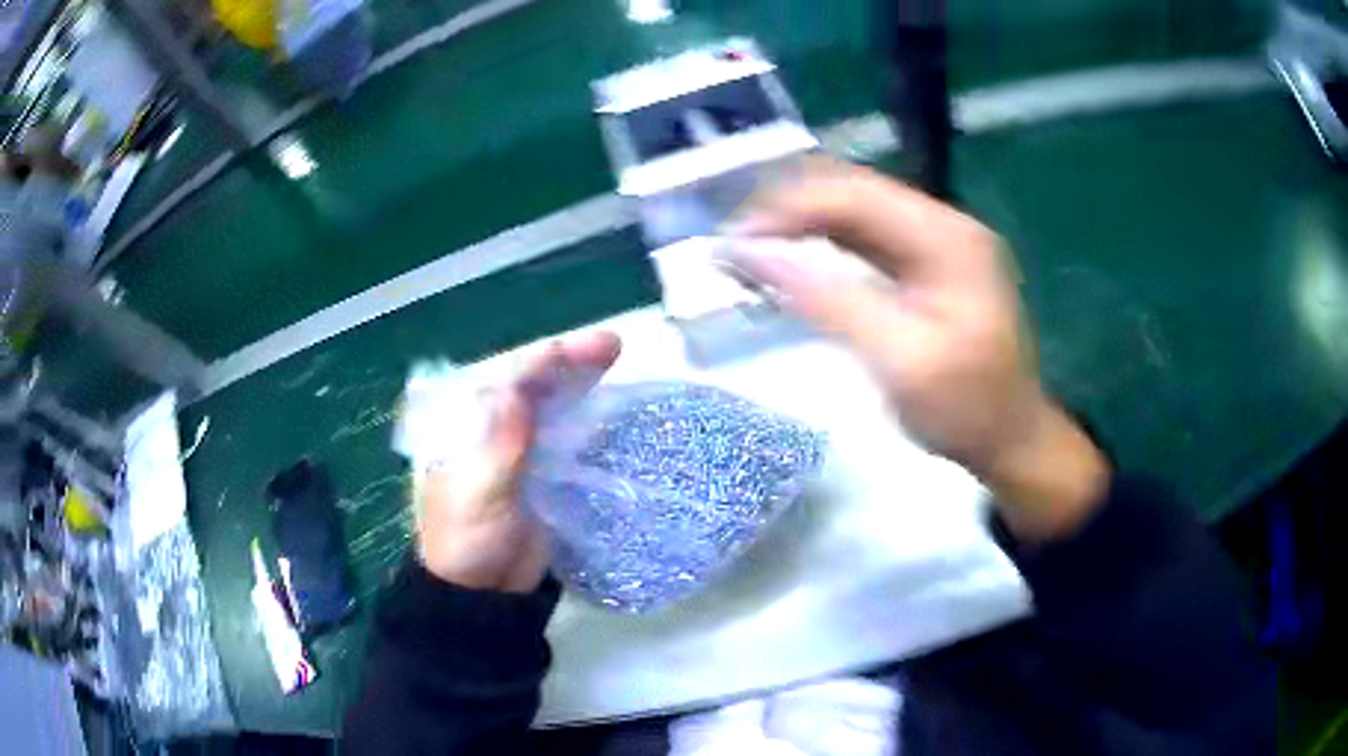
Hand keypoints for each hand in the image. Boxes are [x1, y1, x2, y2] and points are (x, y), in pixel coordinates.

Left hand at [416, 331, 620, 591]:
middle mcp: (487, 426)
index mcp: (462, 425)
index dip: (541, 361)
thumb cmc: (468, 542)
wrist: (483, 591)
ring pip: (548, 401)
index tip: (578, 351)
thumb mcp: (480, 494)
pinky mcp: (538, 469)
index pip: (502, 380)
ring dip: (579, 379)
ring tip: (613, 357)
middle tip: (611, 345)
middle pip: (529, 382)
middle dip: (567, 361)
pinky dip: (584, 413)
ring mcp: (515, 447)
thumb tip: (518, 389)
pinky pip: (563, 431)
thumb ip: (501, 443)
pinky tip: (606, 401)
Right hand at [726, 160, 1108, 541]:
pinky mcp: (929, 262)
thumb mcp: (899, 360)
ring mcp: (938, 241)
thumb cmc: (964, 409)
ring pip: (856, 209)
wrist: (1012, 439)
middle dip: (789, 209)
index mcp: (947, 238)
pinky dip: (824, 242)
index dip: (788, 208)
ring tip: (751, 247)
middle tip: (734, 243)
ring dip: (802, 222)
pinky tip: (793, 257)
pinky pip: (866, 236)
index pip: (855, 196)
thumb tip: (752, 252)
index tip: (733, 240)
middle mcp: (943, 224)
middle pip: (854, 192)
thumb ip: (828, 299)